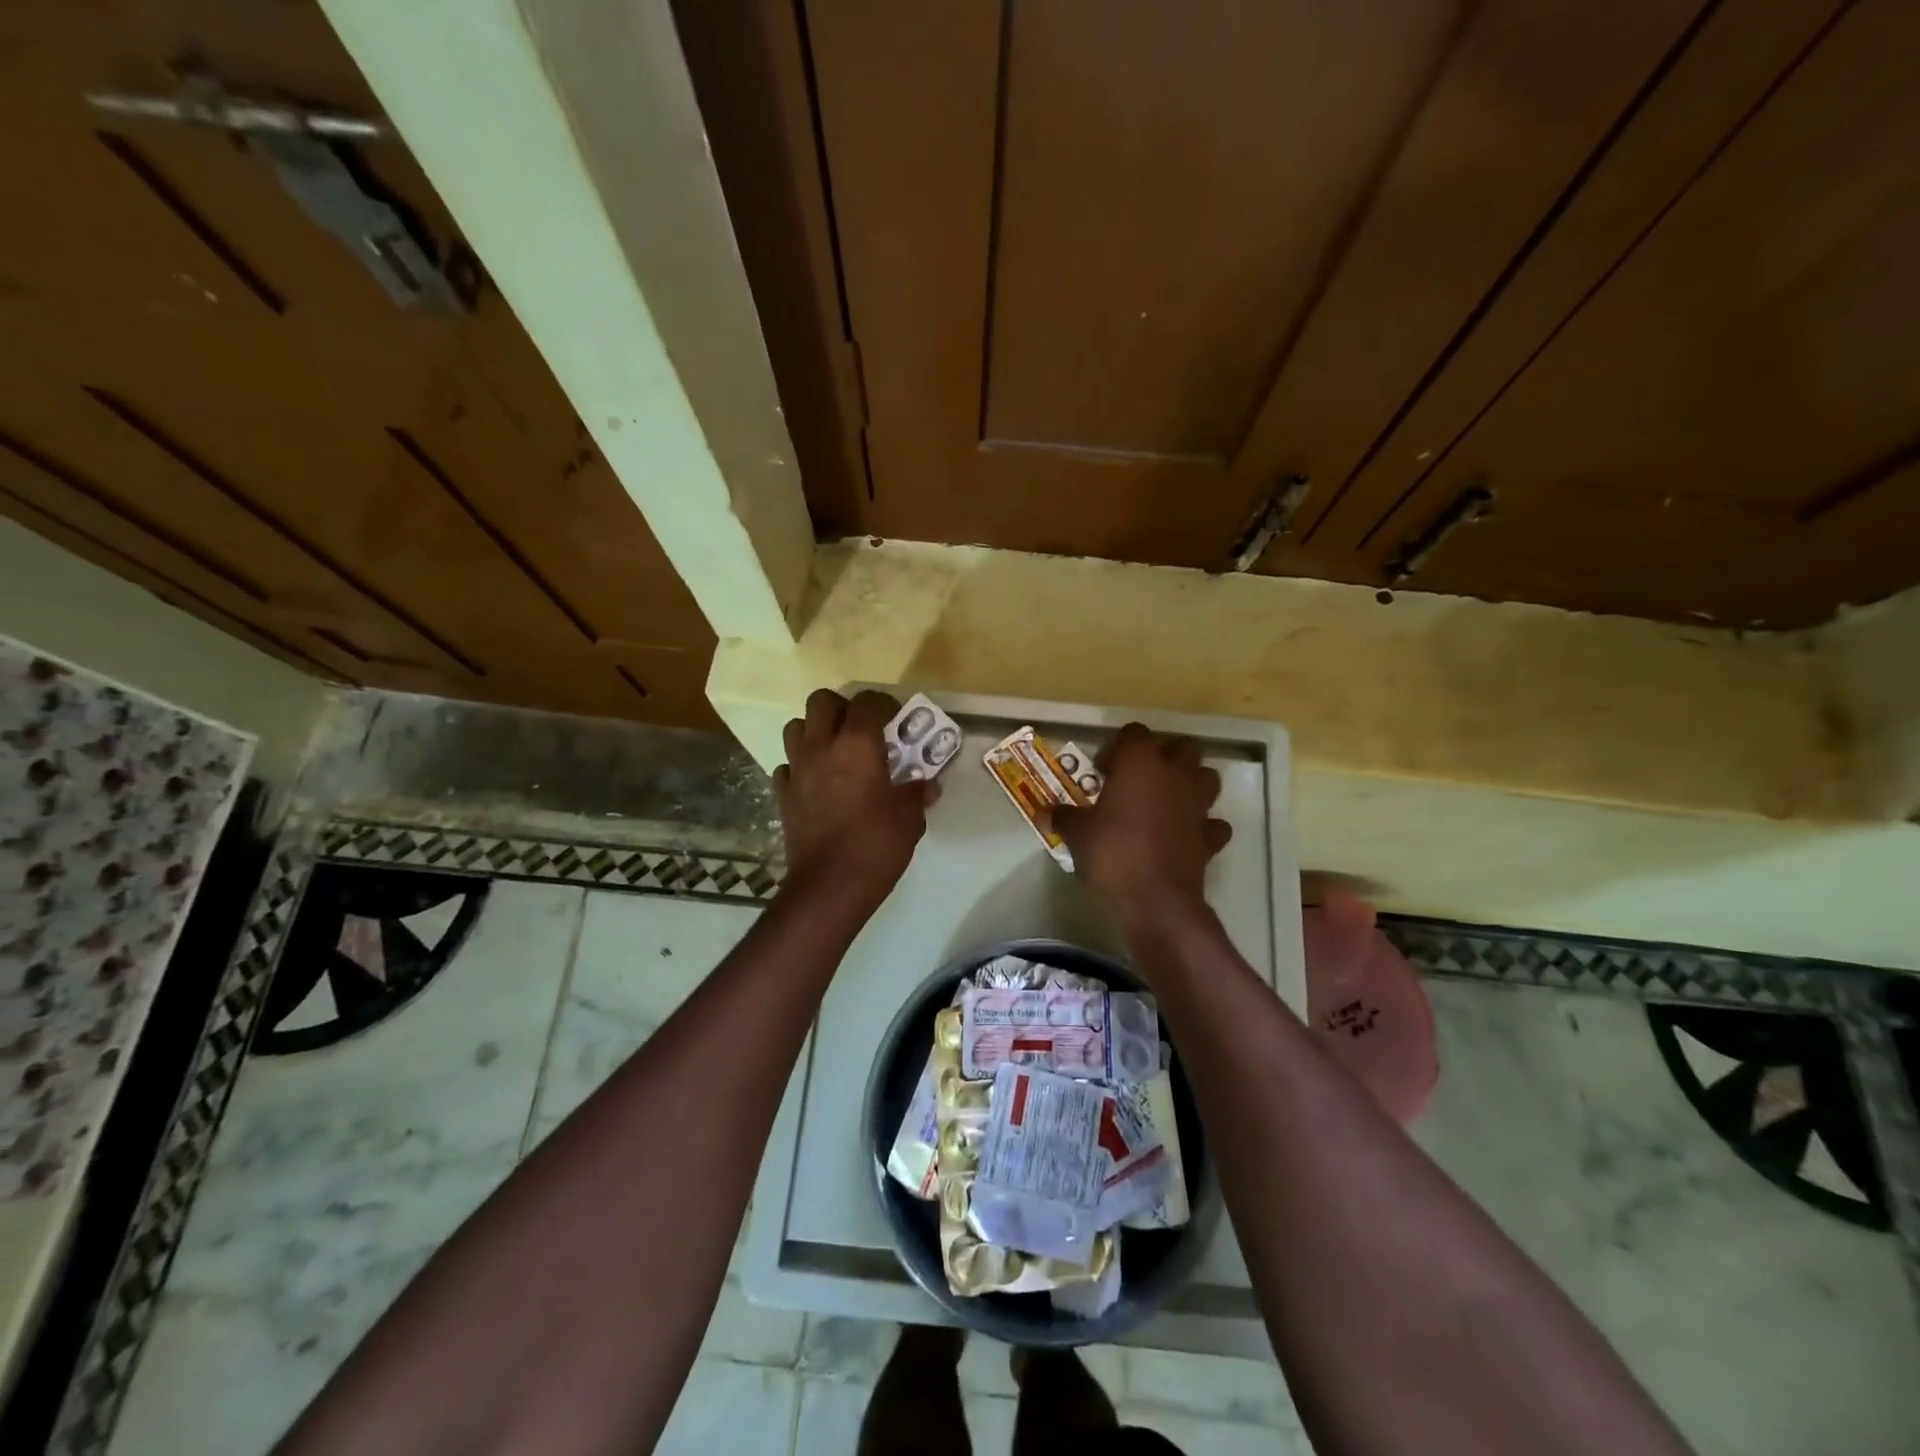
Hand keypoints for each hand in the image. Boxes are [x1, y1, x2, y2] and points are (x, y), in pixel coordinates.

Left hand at [774, 690, 934, 904]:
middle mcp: (822, 747)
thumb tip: (928, 785)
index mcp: (857, 745)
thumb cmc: (876, 845)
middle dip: (842, 707)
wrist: (829, 886)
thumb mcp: (909, 818)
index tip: (895, 718)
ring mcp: (797, 770)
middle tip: (861, 728)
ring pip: (796, 727)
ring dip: (815, 730)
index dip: (883, 704)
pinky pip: (787, 765)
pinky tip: (816, 782)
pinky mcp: (783, 794)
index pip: (867, 702)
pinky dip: (800, 766)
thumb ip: (918, 794)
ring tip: (835, 750)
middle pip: (821, 701)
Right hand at [1050, 723, 1230, 918]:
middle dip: (1164, 757)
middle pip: (1181, 747)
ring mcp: (1198, 805)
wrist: (1155, 900)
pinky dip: (1202, 826)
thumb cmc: (1112, 853)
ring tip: (1165, 802)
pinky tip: (1184, 836)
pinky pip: (1212, 823)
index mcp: (1140, 762)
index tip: (1103, 771)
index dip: (1118, 748)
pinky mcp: (1210, 836)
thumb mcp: (1077, 833)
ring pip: (1206, 777)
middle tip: (1138, 780)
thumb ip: (1064, 817)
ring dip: (1190, 784)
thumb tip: (1045, 812)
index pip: (1134, 733)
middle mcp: (1174, 774)